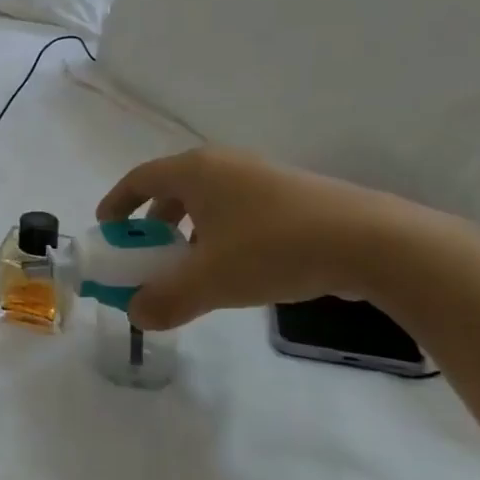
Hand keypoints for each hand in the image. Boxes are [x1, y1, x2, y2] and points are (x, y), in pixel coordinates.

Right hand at [96, 147, 441, 330]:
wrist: (372, 242)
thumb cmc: (274, 249)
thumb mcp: (210, 282)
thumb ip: (165, 299)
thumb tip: (137, 315)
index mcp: (196, 171)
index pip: (140, 178)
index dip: (117, 202)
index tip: (107, 228)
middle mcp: (225, 164)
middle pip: (174, 186)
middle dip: (154, 219)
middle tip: (149, 250)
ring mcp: (263, 175)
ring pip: (210, 198)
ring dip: (190, 228)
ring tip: (194, 264)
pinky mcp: (294, 194)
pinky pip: (239, 207)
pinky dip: (222, 231)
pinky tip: (239, 266)